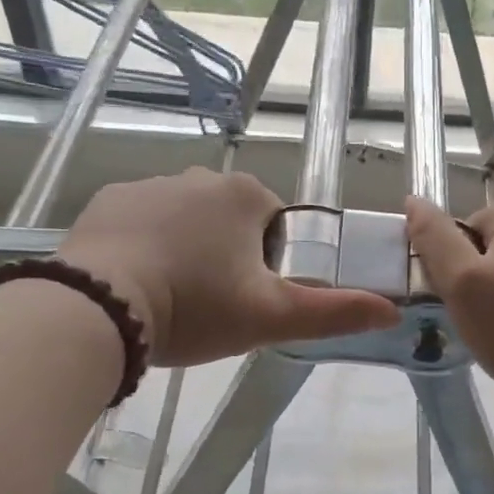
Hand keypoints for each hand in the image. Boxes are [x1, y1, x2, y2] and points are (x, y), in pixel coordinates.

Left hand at [58, 168, 399, 365]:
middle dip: (227, 258)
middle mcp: (199, 176)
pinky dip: (144, 249)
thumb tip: (393, 310)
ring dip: (186, 253)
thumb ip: (335, 312)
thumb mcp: (272, 317)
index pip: (276, 226)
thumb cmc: (196, 306)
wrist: (100, 308)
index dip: (270, 267)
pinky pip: (140, 224)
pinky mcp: (105, 202)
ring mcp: (147, 185)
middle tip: (211, 306)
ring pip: (185, 223)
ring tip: (170, 300)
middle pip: (231, 222)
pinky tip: (134, 287)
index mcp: (244, 195)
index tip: (248, 300)